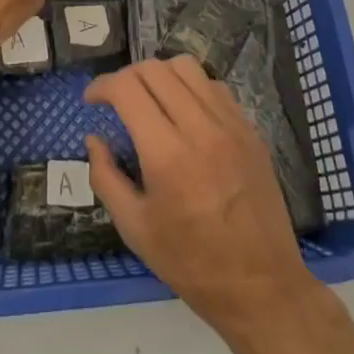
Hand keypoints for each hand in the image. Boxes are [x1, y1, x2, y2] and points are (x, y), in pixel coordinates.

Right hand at [84, 56, 320, 335]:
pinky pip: (214, 87)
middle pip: (155, 69)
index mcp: (167, 154)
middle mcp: (200, 128)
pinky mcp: (250, 130)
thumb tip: (94, 139)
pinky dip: (190, 87)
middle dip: (126, 77)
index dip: (102, 86)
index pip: (127, 88)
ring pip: (187, 67)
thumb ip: (105, 176)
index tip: (91, 101)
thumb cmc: (191, 263)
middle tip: (116, 101)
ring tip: (150, 100)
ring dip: (159, 75)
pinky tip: (183, 113)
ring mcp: (230, 125)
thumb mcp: (134, 228)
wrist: (261, 286)